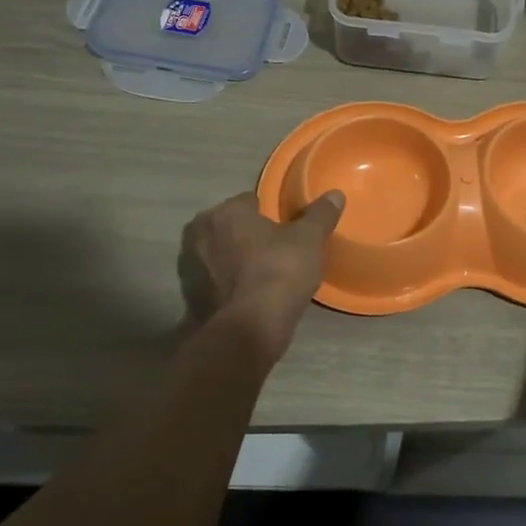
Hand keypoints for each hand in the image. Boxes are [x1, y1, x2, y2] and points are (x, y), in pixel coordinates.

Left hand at [178, 189, 344, 362]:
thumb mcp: (308, 240)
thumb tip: (336, 194)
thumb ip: (320, 214)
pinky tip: (247, 296)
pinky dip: (226, 284)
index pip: (249, 201)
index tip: (285, 229)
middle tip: (275, 252)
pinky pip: (214, 281)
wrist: (247, 330)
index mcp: (225, 212)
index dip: (269, 213)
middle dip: (247, 235)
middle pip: (230, 226)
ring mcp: (189, 266)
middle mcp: (199, 232)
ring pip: (219, 253)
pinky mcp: (189, 296)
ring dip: (234, 259)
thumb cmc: (278, 272)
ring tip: (262, 275)